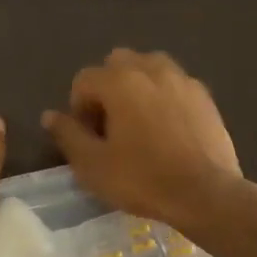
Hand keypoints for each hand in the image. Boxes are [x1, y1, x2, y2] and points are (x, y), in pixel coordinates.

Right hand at [41, 50, 243, 227]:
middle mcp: (152, 69)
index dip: (78, 108)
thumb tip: (50, 115)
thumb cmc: (142, 179)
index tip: (88, 138)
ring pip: (150, 68)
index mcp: (120, 81)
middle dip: (108, 88)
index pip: (84, 79)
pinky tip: (167, 130)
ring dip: (138, 87)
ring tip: (139, 123)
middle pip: (118, 63)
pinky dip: (164, 97)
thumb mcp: (93, 165)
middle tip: (111, 126)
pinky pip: (176, 85)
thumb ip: (68, 135)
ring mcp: (183, 80)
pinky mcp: (205, 97)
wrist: (205, 193)